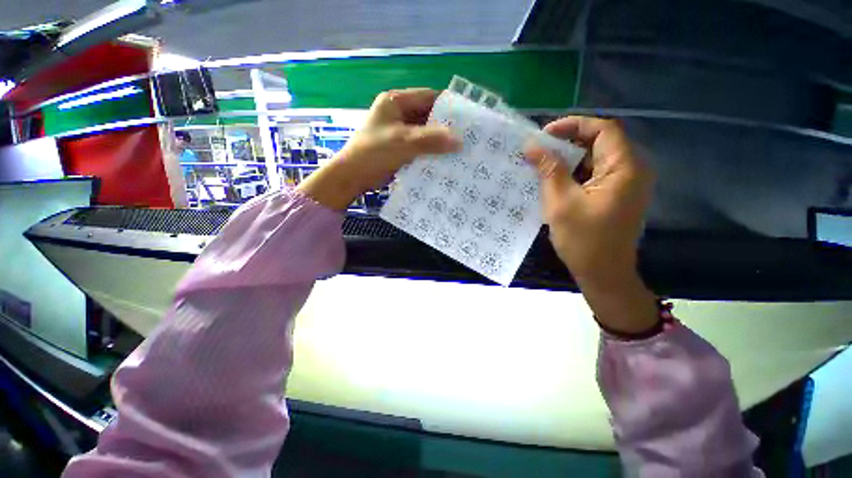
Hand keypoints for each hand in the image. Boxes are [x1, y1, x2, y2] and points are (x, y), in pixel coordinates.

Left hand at [297, 88, 459, 209]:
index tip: (468, 119)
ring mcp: (399, 132)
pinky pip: (420, 147)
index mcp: (396, 102)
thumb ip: (431, 140)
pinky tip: (445, 161)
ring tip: (460, 151)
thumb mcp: (404, 142)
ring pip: (425, 133)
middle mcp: (399, 113)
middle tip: (467, 138)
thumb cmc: (374, 152)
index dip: (448, 107)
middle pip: (428, 116)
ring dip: (439, 142)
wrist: (353, 176)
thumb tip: (460, 141)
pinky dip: (431, 152)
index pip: (429, 97)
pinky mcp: (400, 148)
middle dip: (446, 127)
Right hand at [525, 117, 658, 334]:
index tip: (545, 133)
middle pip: (601, 141)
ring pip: (596, 157)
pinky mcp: (617, 194)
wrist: (603, 273)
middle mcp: (632, 170)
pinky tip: (554, 178)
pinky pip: (595, 172)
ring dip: (570, 157)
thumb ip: (548, 170)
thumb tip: (531, 145)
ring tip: (542, 162)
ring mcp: (626, 183)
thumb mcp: (560, 202)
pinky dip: (575, 171)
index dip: (573, 125)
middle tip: (539, 148)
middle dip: (569, 141)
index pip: (603, 129)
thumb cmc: (583, 240)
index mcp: (624, 168)